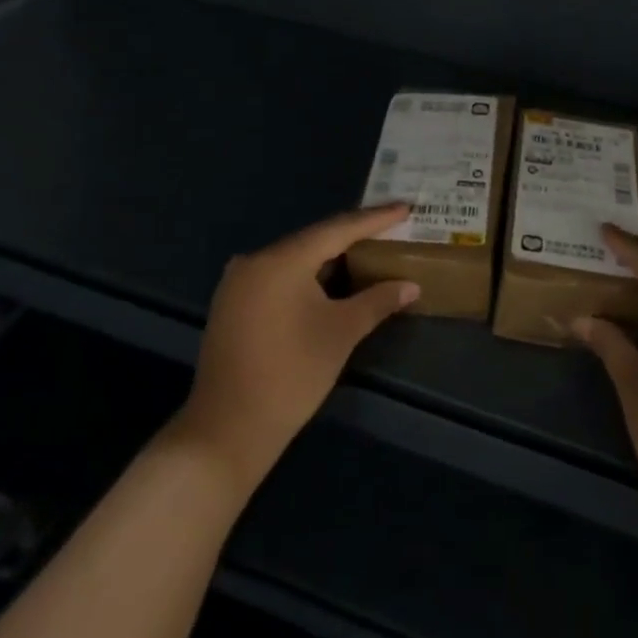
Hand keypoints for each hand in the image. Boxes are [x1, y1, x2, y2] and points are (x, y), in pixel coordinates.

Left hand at [172, 204, 418, 493]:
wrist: (227, 432)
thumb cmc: (291, 375)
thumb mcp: (341, 333)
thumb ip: (377, 301)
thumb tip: (411, 285)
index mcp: (281, 260)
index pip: (338, 229)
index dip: (375, 219)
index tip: (405, 206)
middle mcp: (255, 261)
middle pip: (314, 240)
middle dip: (354, 235)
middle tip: (390, 226)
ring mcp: (238, 283)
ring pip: (295, 258)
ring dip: (331, 256)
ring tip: (368, 248)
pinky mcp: (232, 304)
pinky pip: (279, 276)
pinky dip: (308, 274)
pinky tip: (331, 278)